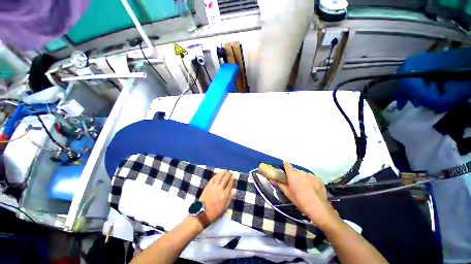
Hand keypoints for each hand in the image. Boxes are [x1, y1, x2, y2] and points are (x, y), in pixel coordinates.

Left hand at [199, 171, 233, 222]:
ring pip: (219, 177)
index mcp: (224, 195)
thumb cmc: (215, 212)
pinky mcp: (208, 186)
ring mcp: (213, 187)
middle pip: (225, 179)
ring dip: (222, 173)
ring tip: (225, 171)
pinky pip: (212, 179)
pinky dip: (215, 176)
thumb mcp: (224, 208)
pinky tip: (217, 174)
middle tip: (230, 171)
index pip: (229, 185)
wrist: (202, 213)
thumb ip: (229, 198)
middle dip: (228, 175)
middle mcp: (219, 189)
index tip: (233, 176)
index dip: (232, 179)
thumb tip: (234, 190)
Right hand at [273, 161, 340, 227]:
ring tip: (304, 188)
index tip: (284, 170)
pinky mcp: (318, 178)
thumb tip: (272, 179)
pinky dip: (309, 181)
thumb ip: (280, 184)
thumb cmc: (300, 201)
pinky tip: (312, 189)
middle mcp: (301, 172)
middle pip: (295, 171)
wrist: (319, 208)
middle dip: (294, 175)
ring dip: (302, 178)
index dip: (285, 165)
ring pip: (303, 174)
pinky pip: (311, 177)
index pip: (287, 165)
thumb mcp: (288, 194)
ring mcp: (310, 175)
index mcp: (292, 175)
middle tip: (294, 184)